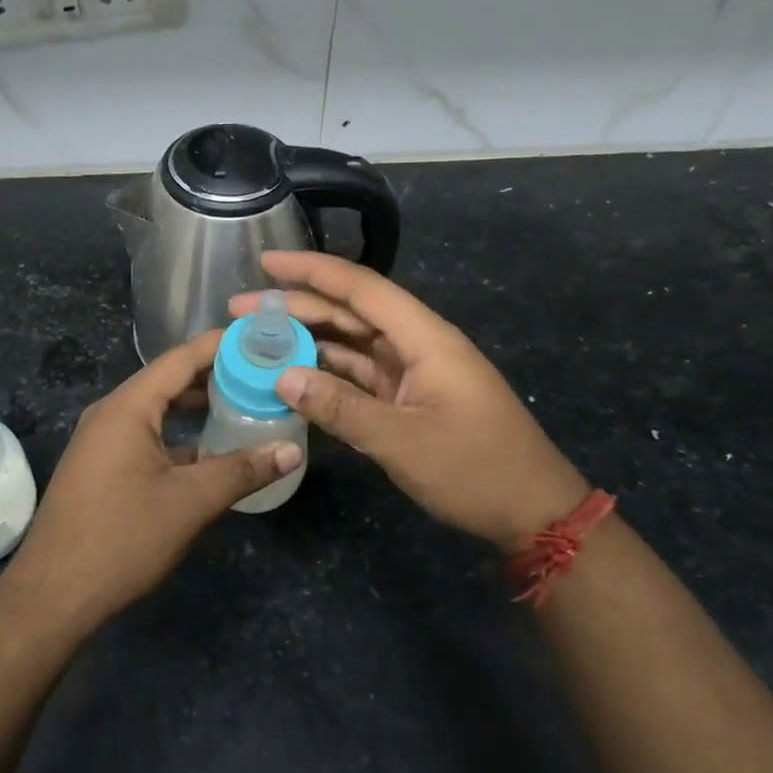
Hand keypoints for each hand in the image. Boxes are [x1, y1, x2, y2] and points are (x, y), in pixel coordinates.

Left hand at [0, 330, 302, 636]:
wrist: (52, 596)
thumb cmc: (121, 538)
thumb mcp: (190, 502)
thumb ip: (242, 470)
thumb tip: (293, 451)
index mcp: (128, 407)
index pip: (182, 358)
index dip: (223, 345)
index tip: (264, 340)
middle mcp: (112, 413)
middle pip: (170, 379)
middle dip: (217, 374)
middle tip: (266, 374)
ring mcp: (102, 440)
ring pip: (159, 409)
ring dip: (199, 405)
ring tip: (247, 404)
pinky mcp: (102, 466)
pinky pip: (147, 433)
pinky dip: (180, 433)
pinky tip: (211, 448)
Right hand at [230, 251, 587, 548]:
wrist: (532, 511)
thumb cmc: (476, 470)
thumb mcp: (403, 442)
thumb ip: (341, 407)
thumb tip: (283, 376)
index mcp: (424, 338)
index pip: (361, 288)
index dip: (312, 270)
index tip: (265, 261)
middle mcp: (417, 344)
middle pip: (350, 312)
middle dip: (297, 306)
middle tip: (240, 311)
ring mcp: (414, 372)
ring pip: (352, 343)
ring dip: (308, 339)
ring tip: (257, 340)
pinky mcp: (410, 398)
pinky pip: (360, 375)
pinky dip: (327, 374)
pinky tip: (293, 376)